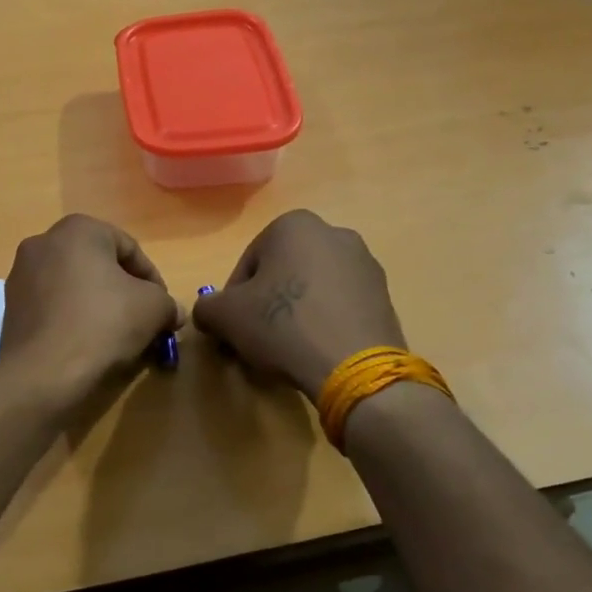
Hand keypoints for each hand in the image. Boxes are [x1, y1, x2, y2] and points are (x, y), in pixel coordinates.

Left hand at [0, 215, 181, 404]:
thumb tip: (171, 313)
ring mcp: (20, 274)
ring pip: (73, 285)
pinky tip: (86, 344)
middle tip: (142, 319)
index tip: (163, 307)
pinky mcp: (9, 307)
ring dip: (97, 304)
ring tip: (116, 336)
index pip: (128, 248)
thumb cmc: (104, 323)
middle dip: (122, 290)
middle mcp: (43, 242)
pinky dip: (71, 318)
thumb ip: (167, 303)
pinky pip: (52, 306)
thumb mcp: (153, 308)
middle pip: (97, 264)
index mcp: (78, 229)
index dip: (152, 278)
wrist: (44, 372)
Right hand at [193, 210, 405, 399]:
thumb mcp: (226, 316)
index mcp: (294, 225)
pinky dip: (323, 322)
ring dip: (295, 313)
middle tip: (256, 340)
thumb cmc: (283, 325)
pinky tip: (316, 351)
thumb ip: (207, 307)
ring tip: (287, 350)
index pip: (248, 264)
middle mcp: (333, 232)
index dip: (234, 300)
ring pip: (311, 289)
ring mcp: (364, 264)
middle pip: (282, 273)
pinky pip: (339, 305)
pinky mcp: (384, 295)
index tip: (233, 329)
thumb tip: (208, 312)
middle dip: (266, 304)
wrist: (354, 367)